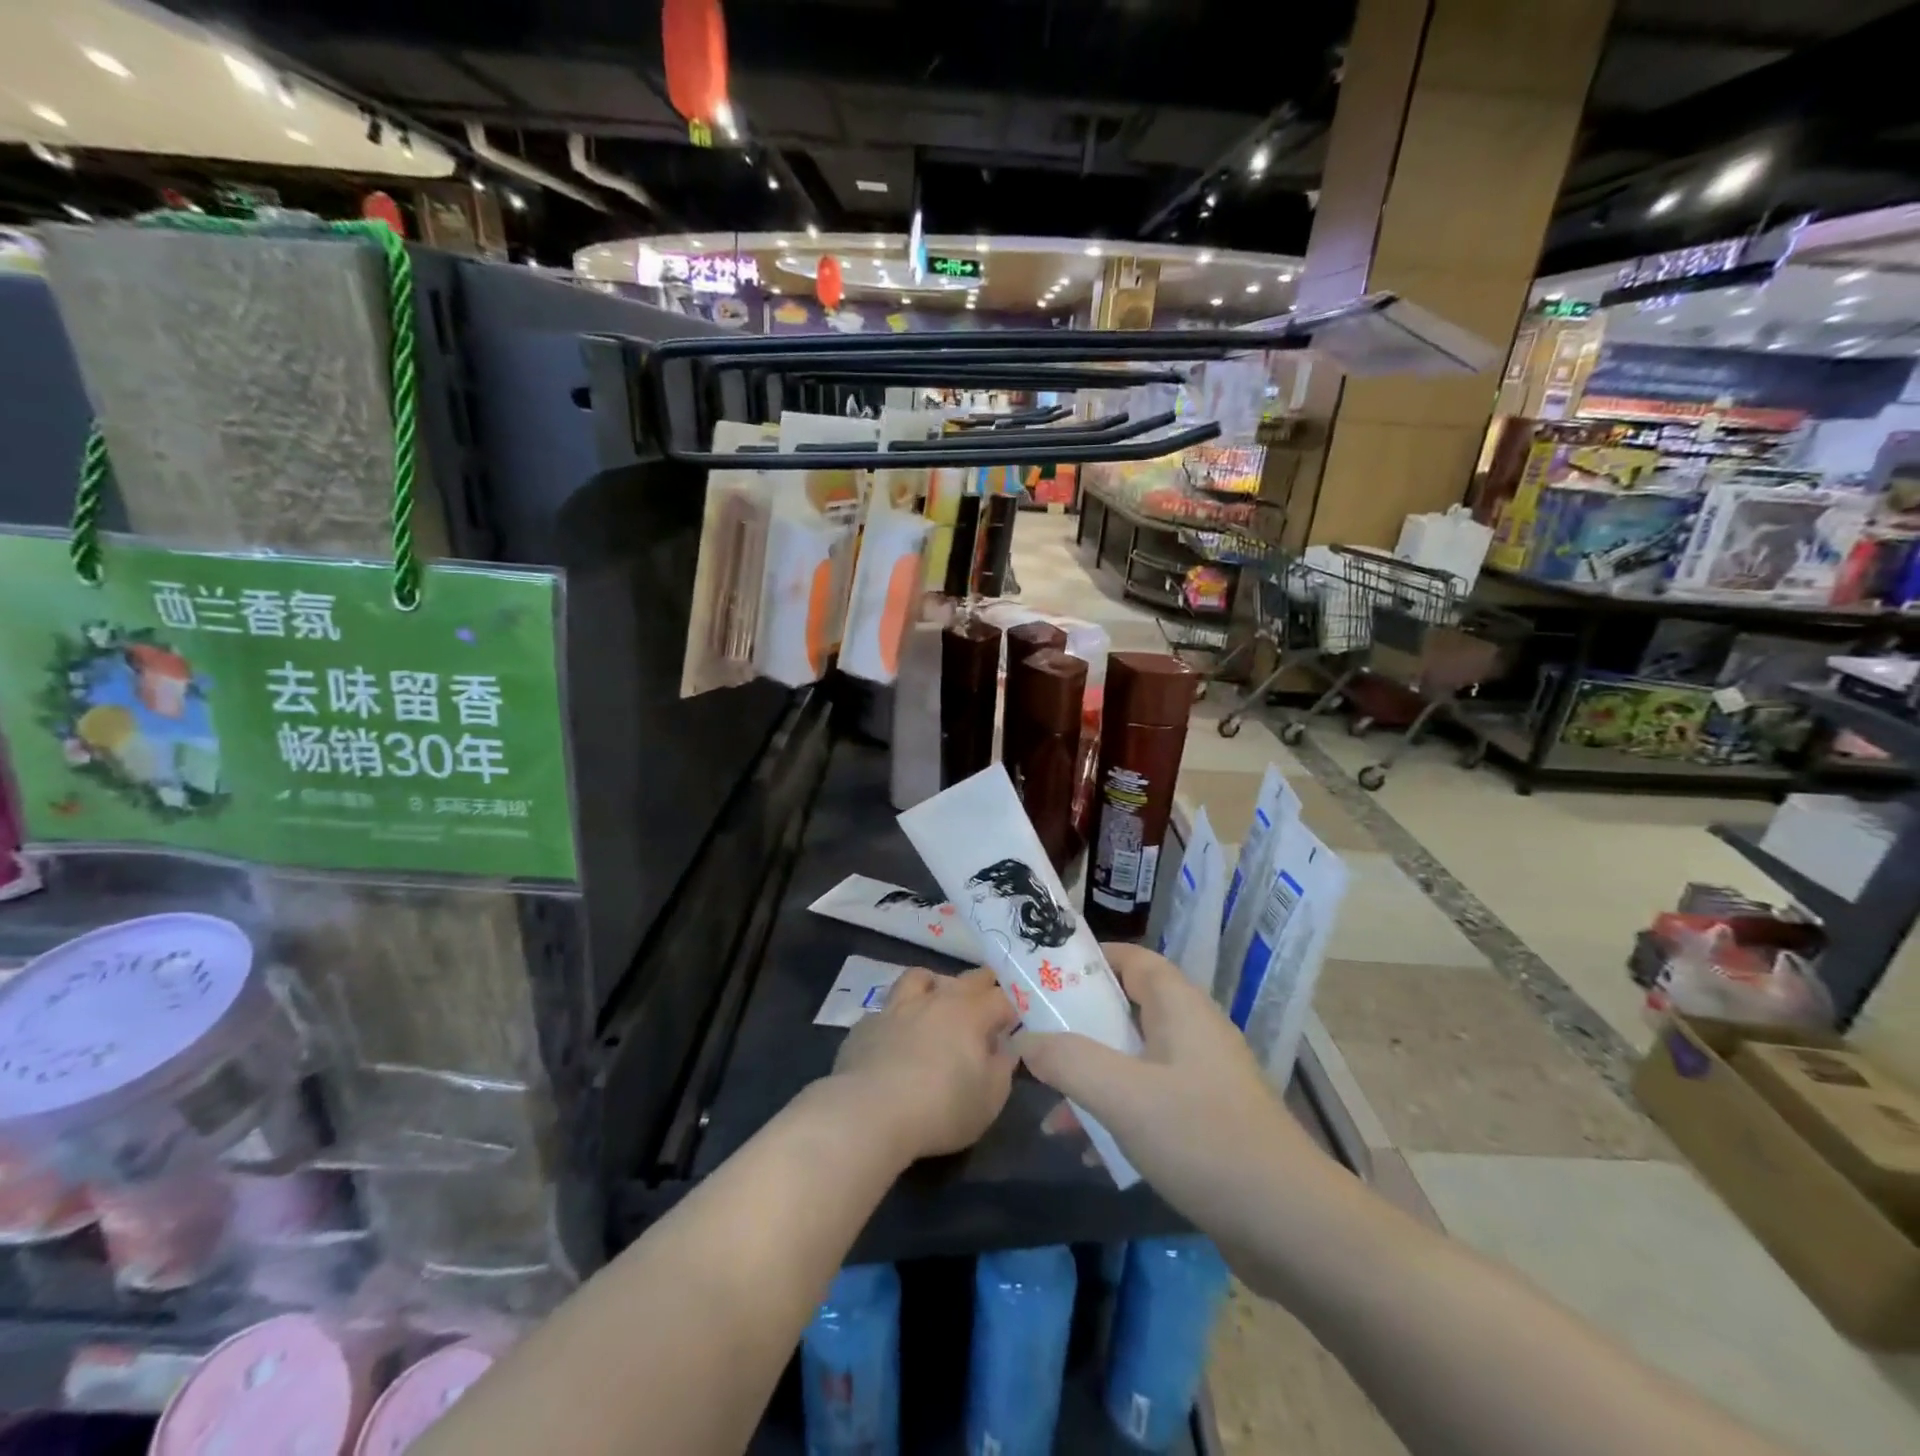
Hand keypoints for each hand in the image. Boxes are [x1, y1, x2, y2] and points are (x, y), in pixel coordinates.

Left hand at [831, 966, 1017, 1162]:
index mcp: (969, 1014)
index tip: (1013, 1023)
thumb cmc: (941, 1108)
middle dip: (983, 983)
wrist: (869, 1113)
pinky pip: (887, 1009)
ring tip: (937, 998)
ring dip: (934, 983)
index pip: (1000, 999)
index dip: (1011, 1009)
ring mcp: (897, 1008)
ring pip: (919, 977)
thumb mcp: (989, 1099)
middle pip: (966, 979)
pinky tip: (896, 1035)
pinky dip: (898, 1016)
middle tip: (988, 994)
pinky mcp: (867, 1025)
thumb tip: (1005, 1048)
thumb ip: (1002, 1068)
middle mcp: (935, 1000)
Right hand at [1019, 944, 1317, 1223]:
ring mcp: (1202, 1078)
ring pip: (1133, 1060)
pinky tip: (1087, 1150)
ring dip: (1092, 1077)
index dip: (1088, 960)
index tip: (1043, 975)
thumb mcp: (1124, 1096)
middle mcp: (1192, 1032)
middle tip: (1035, 1038)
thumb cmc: (1204, 1139)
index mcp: (1180, 1007)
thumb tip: (1024, 1041)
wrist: (1291, 1226)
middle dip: (1078, 1026)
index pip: (1131, 959)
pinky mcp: (1207, 1121)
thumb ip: (1068, 1061)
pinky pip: (1149, 1101)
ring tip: (1049, 1107)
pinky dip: (1117, 1114)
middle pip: (1126, 1010)